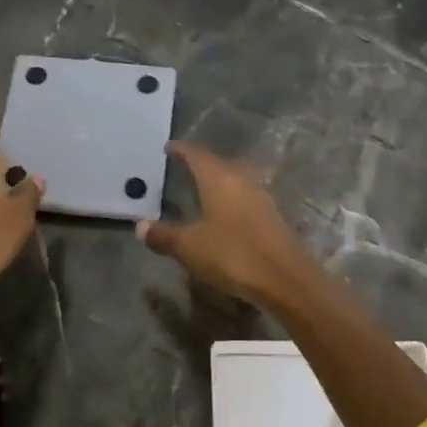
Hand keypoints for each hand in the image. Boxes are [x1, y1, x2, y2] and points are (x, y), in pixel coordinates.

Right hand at [136, 142, 312, 306]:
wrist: (285, 279)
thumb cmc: (232, 255)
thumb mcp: (190, 247)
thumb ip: (164, 236)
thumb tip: (141, 226)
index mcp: (219, 179)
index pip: (197, 155)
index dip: (182, 150)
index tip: (169, 147)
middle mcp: (242, 182)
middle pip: (219, 165)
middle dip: (201, 165)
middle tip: (184, 168)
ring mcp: (262, 199)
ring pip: (235, 182)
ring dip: (219, 183)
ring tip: (203, 191)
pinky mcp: (273, 219)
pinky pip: (246, 201)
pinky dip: (231, 203)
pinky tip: (225, 217)